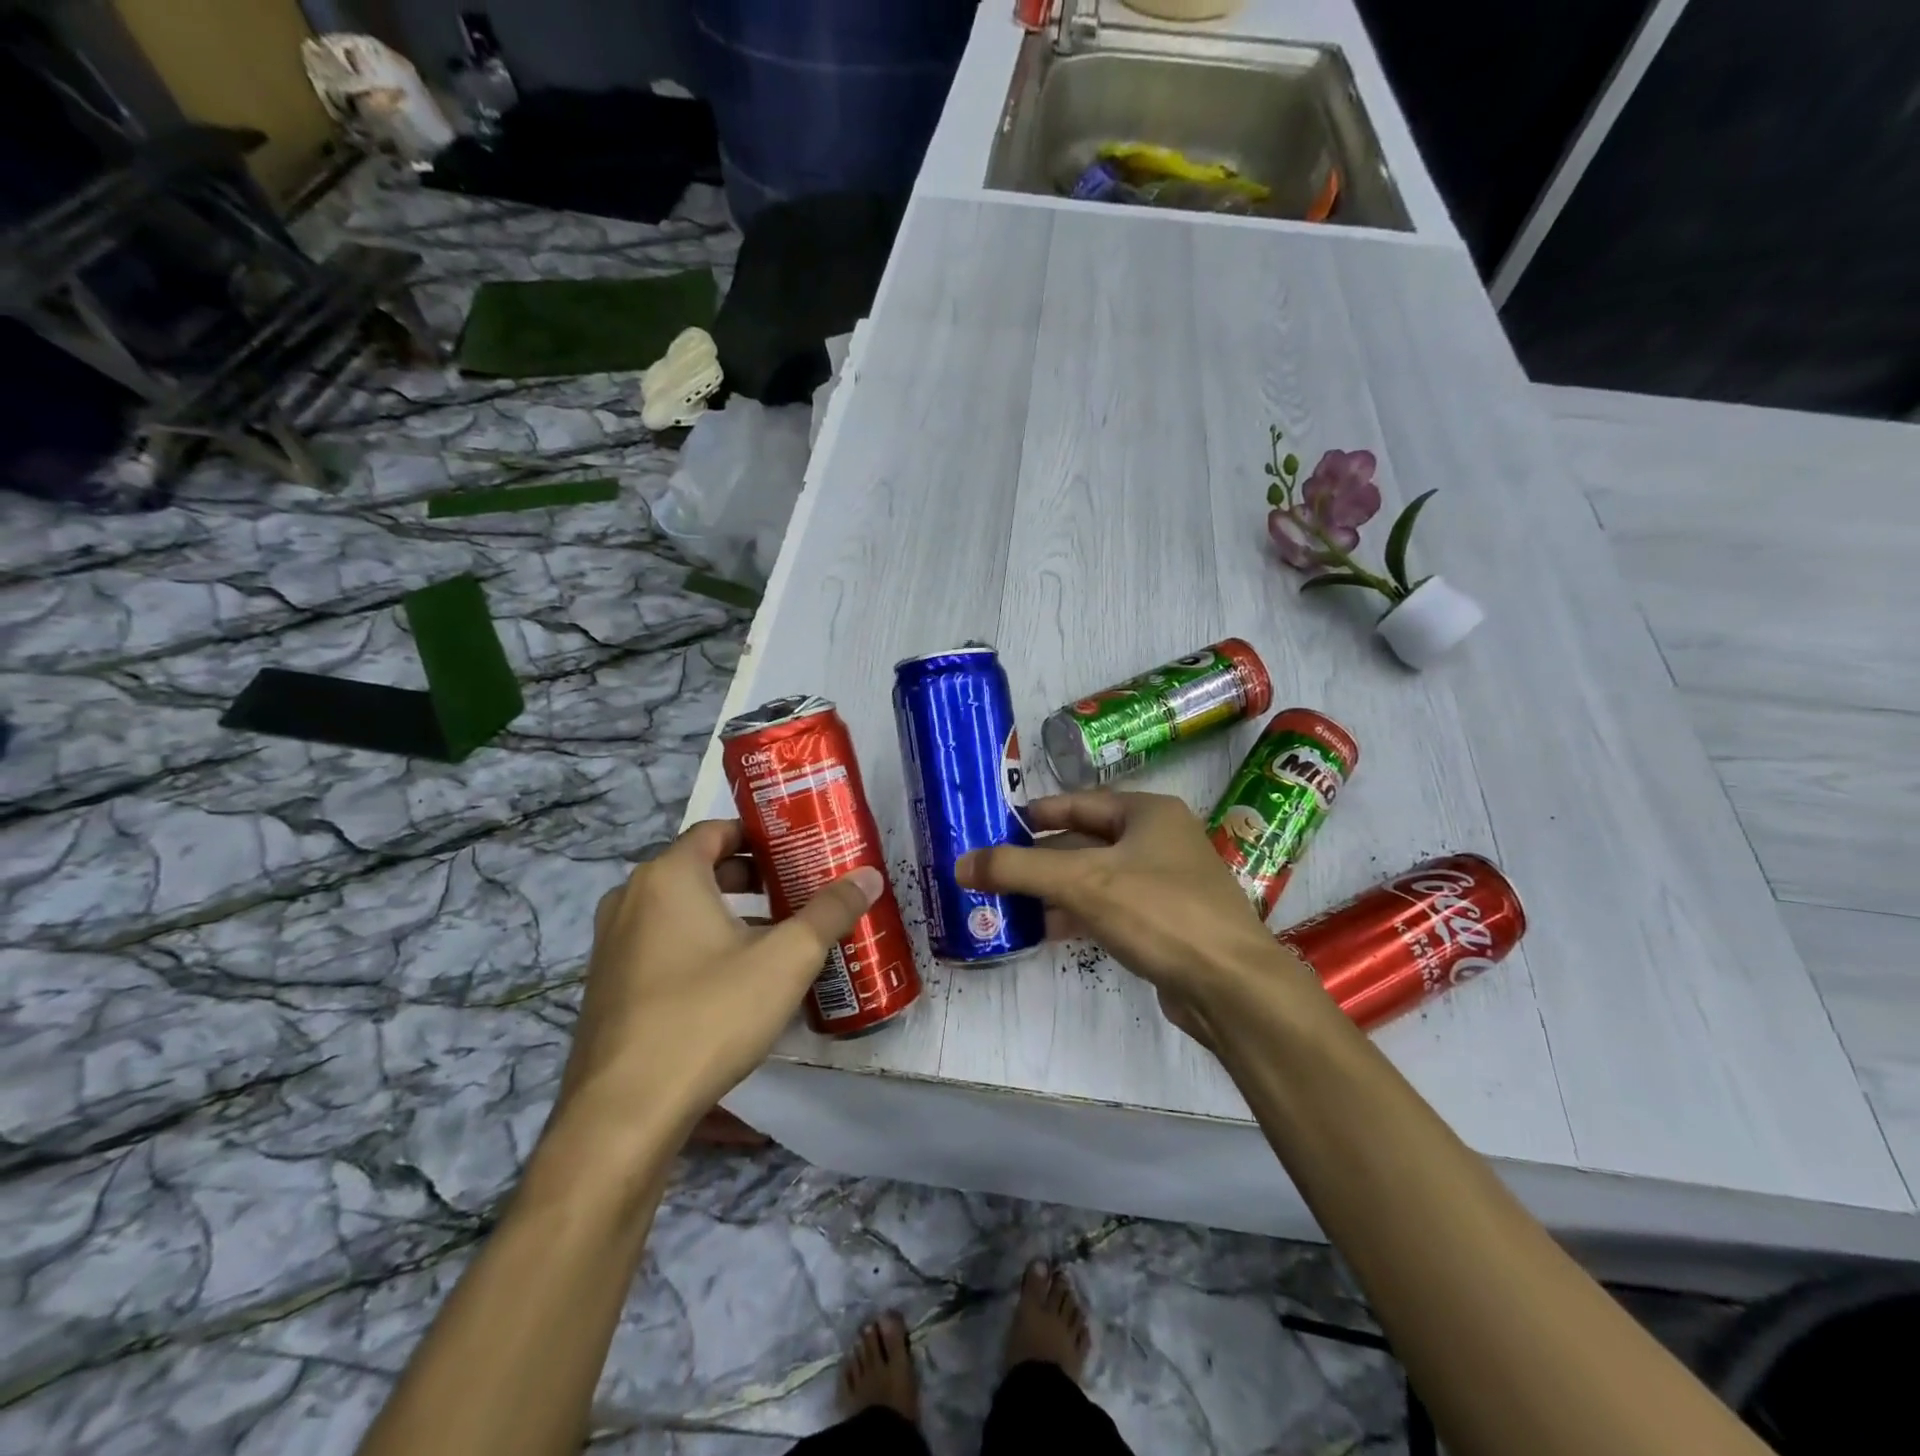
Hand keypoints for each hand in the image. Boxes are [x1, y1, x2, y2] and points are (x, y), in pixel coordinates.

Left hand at [557, 820, 882, 1133]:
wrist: (624, 1112)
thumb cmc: (709, 1014)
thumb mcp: (786, 960)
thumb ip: (830, 912)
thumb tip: (870, 876)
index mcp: (669, 876)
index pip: (717, 830)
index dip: (761, 835)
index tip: (800, 850)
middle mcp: (632, 898)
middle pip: (701, 868)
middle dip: (752, 877)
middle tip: (798, 891)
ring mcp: (613, 943)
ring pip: (680, 909)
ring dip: (727, 913)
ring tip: (776, 935)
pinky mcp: (608, 984)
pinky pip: (661, 943)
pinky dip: (698, 943)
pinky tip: (734, 979)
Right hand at [957, 791, 1321, 1046]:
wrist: (1232, 986)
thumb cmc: (1159, 912)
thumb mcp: (1082, 882)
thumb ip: (1018, 869)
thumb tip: (960, 863)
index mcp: (1147, 812)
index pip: (1077, 802)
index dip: (1034, 814)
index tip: (994, 826)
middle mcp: (1159, 840)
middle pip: (1084, 841)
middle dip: (1039, 858)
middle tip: (993, 870)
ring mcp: (1166, 883)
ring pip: (1096, 878)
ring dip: (1054, 889)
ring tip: (1008, 903)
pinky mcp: (1167, 923)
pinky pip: (1110, 909)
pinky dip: (1078, 915)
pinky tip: (1046, 931)